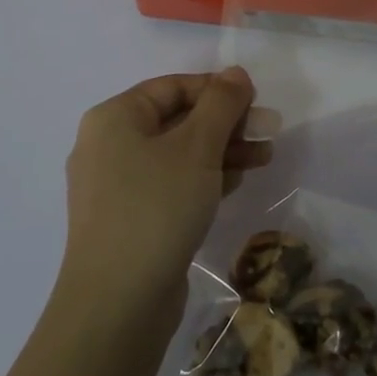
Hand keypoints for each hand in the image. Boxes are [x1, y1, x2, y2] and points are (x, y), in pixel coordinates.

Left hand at [62, 70, 273, 321]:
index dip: (218, 89)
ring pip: (178, 154)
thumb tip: (236, 73)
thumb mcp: (197, 147)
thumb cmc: (157, 207)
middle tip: (268, 131)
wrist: (118, 302)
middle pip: (177, 120)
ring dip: (222, 152)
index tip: (257, 102)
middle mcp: (109, 146)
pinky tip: (235, 183)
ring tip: (264, 158)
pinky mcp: (129, 219)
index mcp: (114, 118)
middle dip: (226, 124)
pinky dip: (203, 179)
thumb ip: (221, 104)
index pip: (173, 87)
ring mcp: (116, 186)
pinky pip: (171, 184)